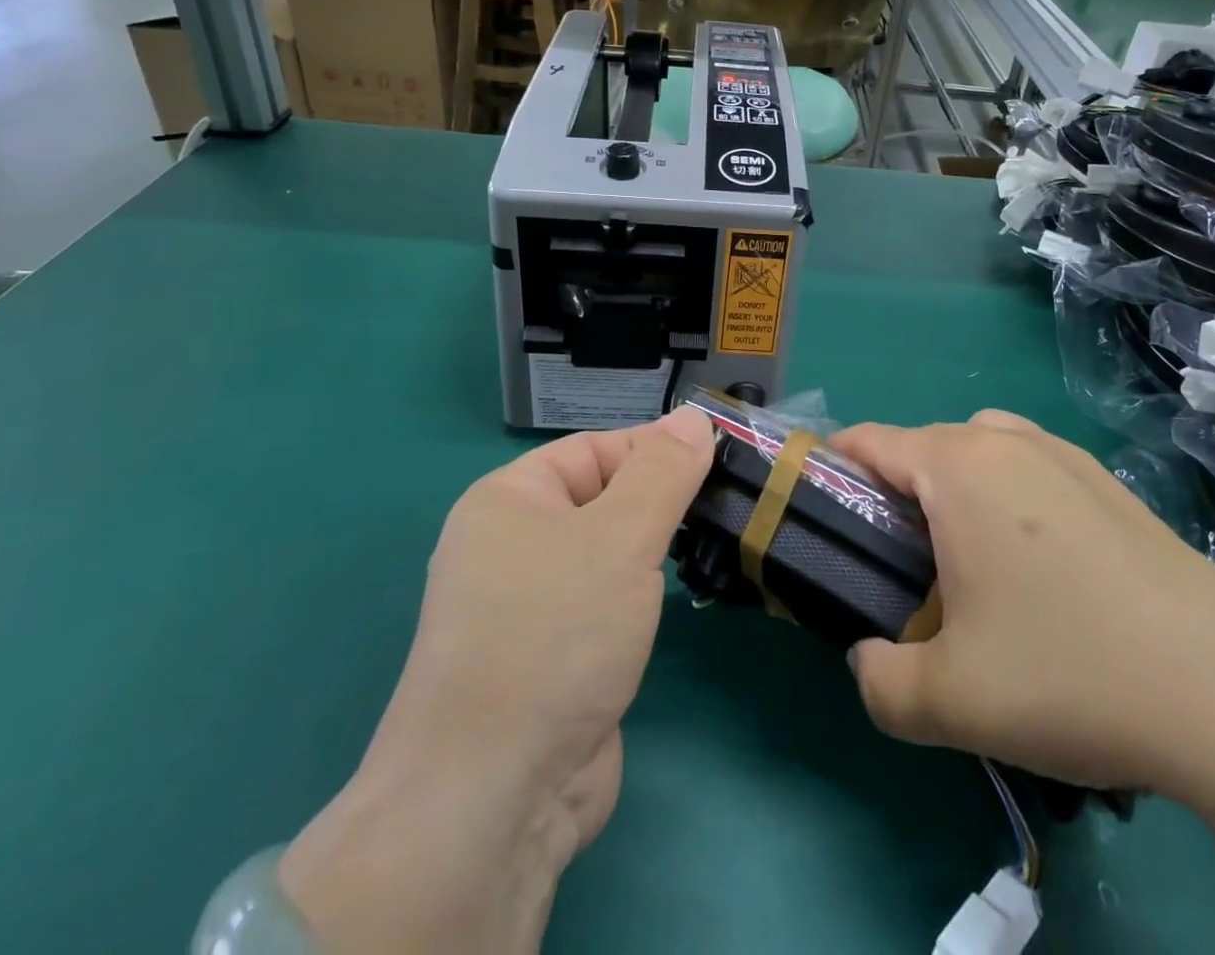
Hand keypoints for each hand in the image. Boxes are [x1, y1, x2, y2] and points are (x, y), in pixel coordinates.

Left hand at [278, 408, 715, 953]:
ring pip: (604, 555)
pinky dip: (636, 600)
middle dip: (658, 505)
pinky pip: (601, 604)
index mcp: (508, 499)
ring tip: (708, 550)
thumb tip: (694, 416)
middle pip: (601, 499)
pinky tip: (671, 607)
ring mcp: (526, 607)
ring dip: (650, 555)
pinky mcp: (548, 658)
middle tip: (721, 512)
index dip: (655, 453)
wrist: (493, 798)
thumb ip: (663, 472)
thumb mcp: (619, 536)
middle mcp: (509, 545)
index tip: (717, 467)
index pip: (595, 449)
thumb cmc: (554, 635)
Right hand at [831, 411, 1214, 808]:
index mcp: (958, 468)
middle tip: (896, 567)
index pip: (869, 441)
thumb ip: (878, 681)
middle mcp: (1008, 442)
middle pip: (922, 445)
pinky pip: (1031, 467)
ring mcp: (1066, 457)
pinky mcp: (1111, 484)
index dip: (832, 471)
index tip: (821, 520)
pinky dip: (1007, 494)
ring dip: (952, 488)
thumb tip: (868, 659)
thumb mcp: (948, 701)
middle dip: (893, 494)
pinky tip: (1037, 567)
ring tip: (964, 559)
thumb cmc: (1073, 677)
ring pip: (979, 448)